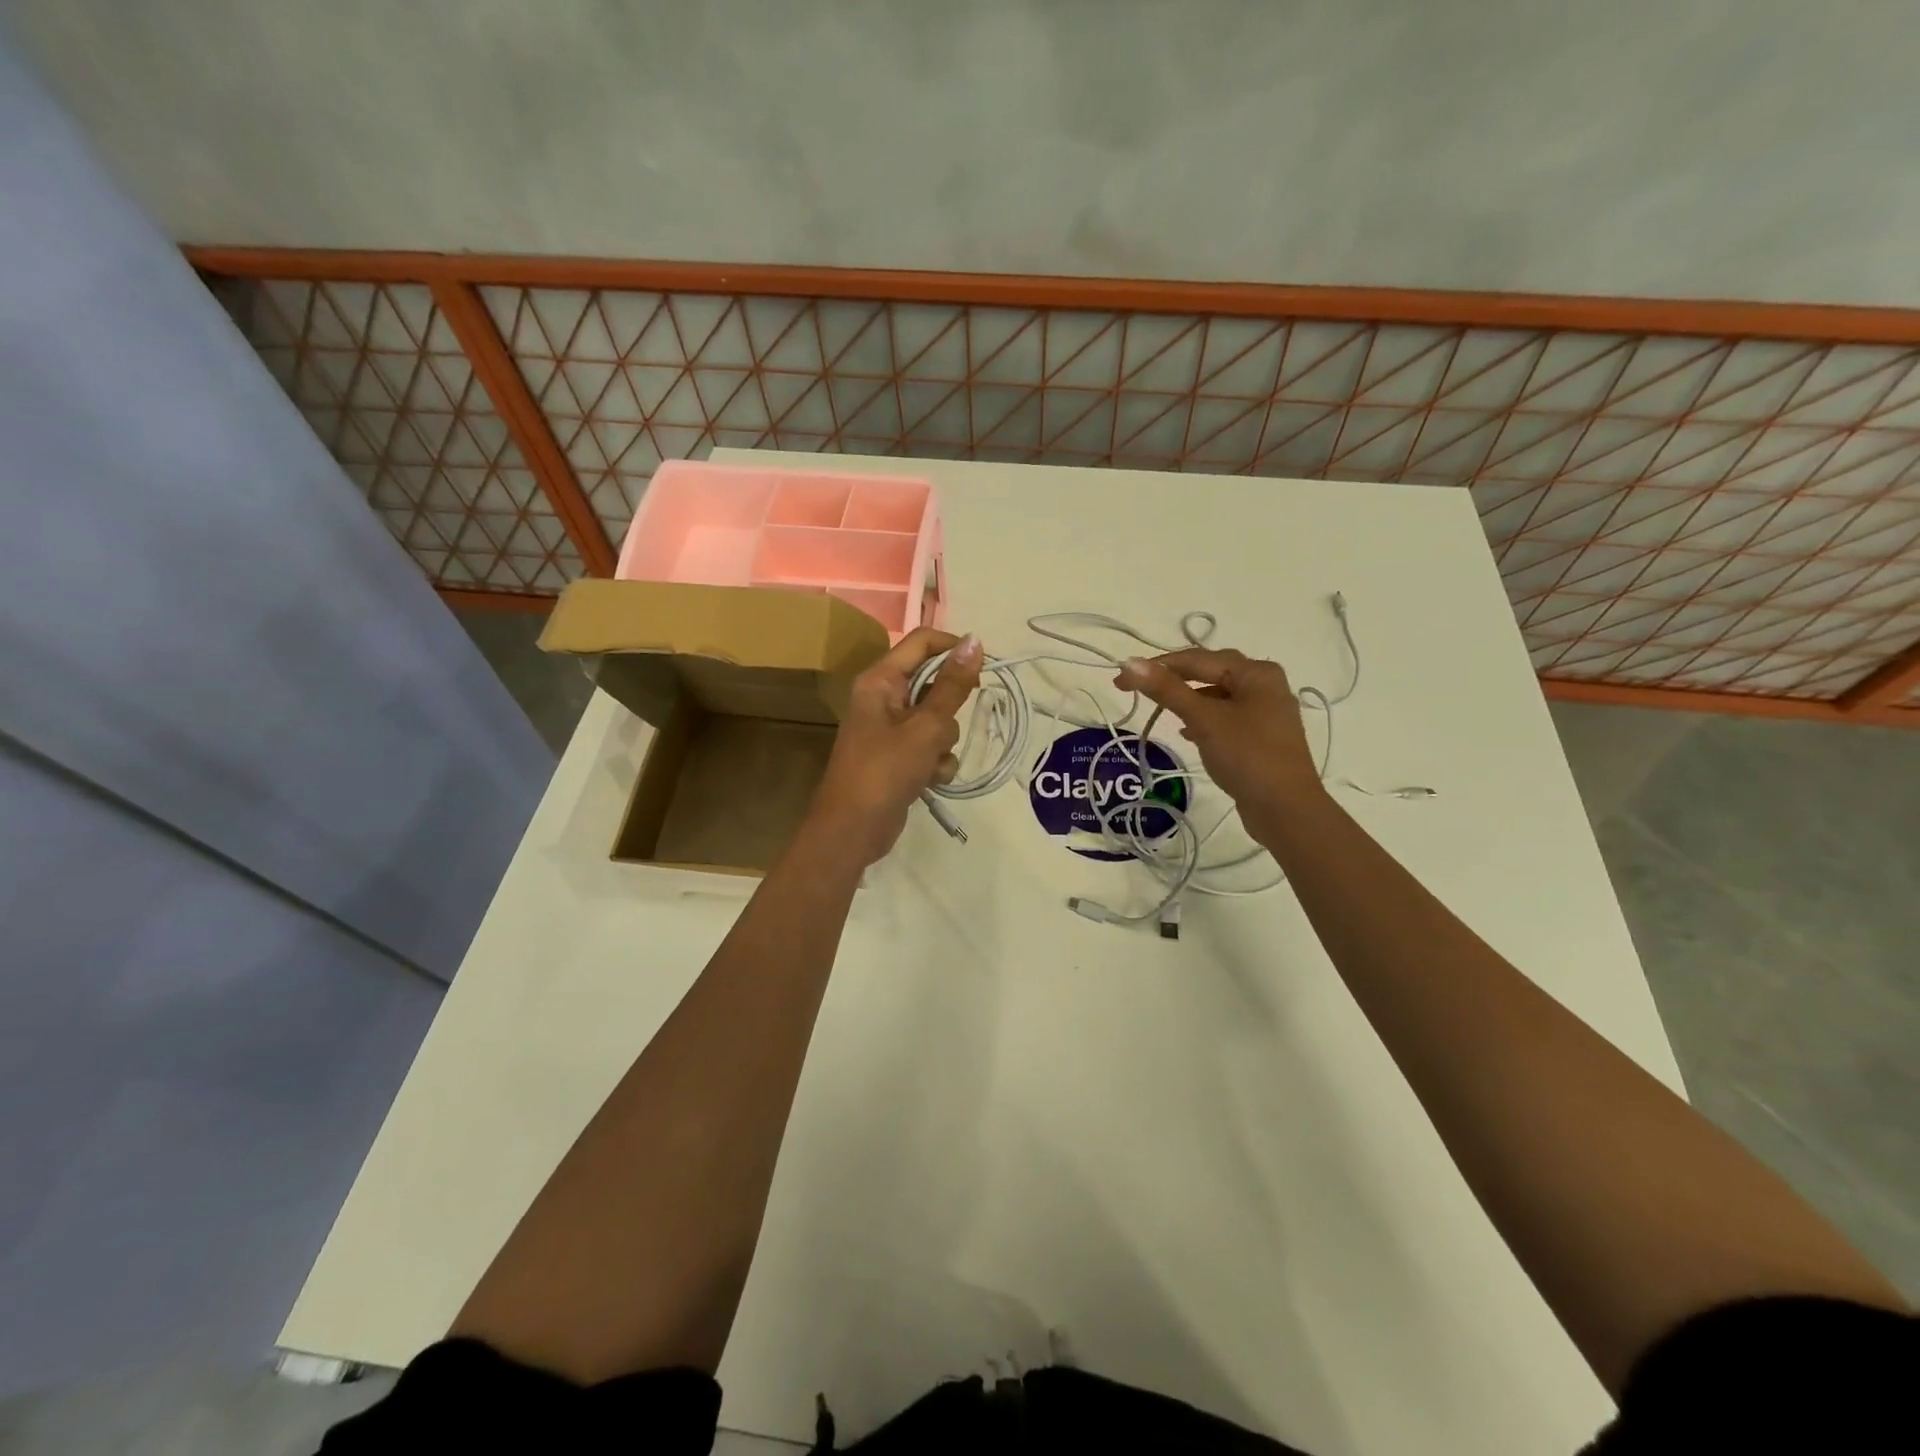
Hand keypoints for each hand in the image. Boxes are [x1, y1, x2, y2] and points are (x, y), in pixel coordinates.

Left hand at [808, 628, 983, 865]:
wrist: (853, 829)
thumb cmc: (885, 770)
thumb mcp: (926, 727)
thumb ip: (952, 686)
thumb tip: (975, 641)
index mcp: (880, 680)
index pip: (922, 641)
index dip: (954, 649)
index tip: (983, 669)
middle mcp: (883, 698)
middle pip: (932, 682)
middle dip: (949, 708)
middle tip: (950, 725)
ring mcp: (890, 729)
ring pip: (937, 719)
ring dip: (944, 741)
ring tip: (931, 761)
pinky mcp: (898, 756)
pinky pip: (930, 746)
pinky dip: (936, 762)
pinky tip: (930, 780)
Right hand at [1115, 648, 1321, 837]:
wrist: (1286, 808)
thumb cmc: (1247, 755)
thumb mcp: (1204, 719)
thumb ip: (1167, 689)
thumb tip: (1130, 662)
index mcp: (1256, 672)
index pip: (1196, 659)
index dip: (1156, 666)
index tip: (1121, 680)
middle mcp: (1265, 684)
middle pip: (1210, 672)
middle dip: (1173, 679)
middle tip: (1138, 689)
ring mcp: (1266, 712)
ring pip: (1217, 695)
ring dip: (1188, 699)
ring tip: (1160, 708)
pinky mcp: (1262, 737)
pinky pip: (1225, 717)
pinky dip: (1203, 719)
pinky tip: (1187, 731)